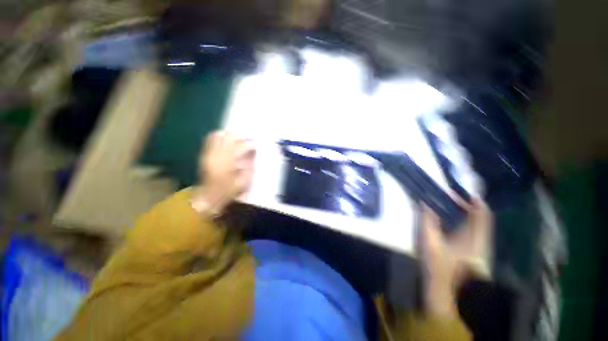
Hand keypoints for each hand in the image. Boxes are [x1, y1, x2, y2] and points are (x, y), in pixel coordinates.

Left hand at [191, 131, 254, 215]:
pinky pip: (211, 140)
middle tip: (249, 138)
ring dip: (230, 134)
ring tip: (239, 137)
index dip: (250, 144)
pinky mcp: (205, 154)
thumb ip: (250, 167)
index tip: (257, 144)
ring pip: (219, 136)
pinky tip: (227, 139)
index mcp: (228, 163)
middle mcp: (217, 155)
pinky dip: (220, 136)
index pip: (241, 146)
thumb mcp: (244, 181)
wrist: (209, 197)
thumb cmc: (229, 190)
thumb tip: (254, 155)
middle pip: (229, 137)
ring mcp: (209, 154)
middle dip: (241, 136)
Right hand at [420, 199, 491, 316]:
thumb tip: (425, 203)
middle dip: (468, 204)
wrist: (440, 287)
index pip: (482, 215)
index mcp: (473, 240)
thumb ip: (427, 220)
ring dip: (466, 211)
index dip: (474, 201)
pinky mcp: (471, 249)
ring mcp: (477, 246)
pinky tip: (451, 216)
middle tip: (451, 195)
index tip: (460, 191)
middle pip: (481, 217)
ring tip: (450, 202)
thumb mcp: (429, 241)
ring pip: (477, 223)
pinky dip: (464, 219)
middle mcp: (479, 241)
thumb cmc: (436, 265)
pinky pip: (472, 229)